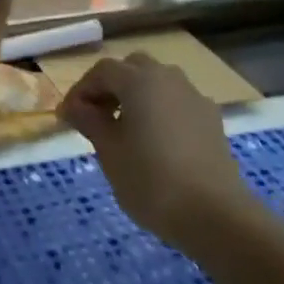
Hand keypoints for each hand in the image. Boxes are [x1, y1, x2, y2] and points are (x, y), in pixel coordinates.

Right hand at [57, 54, 252, 247]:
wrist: (215, 215)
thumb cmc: (150, 180)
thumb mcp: (108, 151)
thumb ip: (89, 121)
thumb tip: (74, 106)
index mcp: (140, 81)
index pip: (102, 71)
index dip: (81, 91)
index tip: (67, 118)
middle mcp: (169, 79)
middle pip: (133, 68)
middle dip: (110, 86)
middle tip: (95, 115)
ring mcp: (195, 98)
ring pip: (158, 83)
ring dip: (136, 96)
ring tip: (123, 129)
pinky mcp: (211, 121)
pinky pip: (177, 103)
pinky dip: (159, 111)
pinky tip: (153, 142)